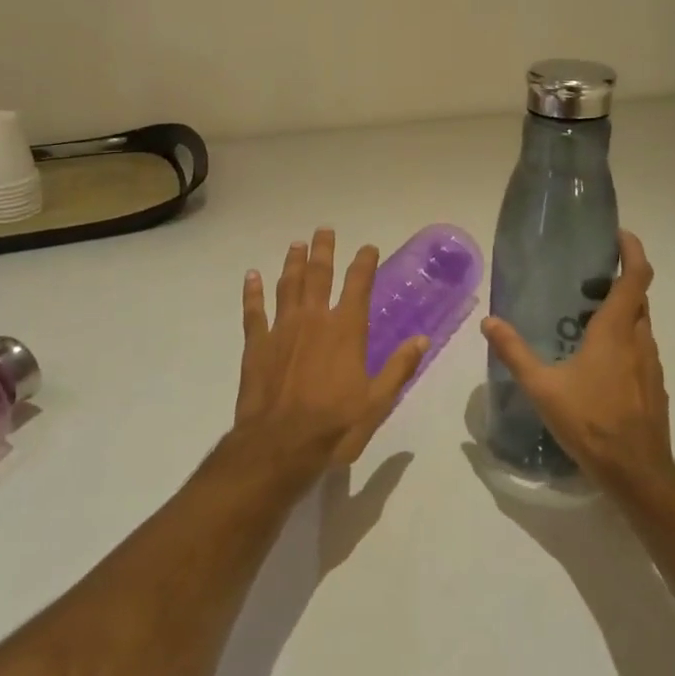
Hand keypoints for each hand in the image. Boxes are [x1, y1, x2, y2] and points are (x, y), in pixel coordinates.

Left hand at [234, 229, 428, 474]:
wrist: (280, 445)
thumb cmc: (334, 425)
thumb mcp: (377, 402)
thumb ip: (399, 368)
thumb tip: (422, 340)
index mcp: (346, 330)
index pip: (358, 285)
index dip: (364, 263)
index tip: (368, 247)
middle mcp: (314, 319)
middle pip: (319, 274)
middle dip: (324, 250)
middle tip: (324, 230)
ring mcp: (281, 328)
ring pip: (288, 285)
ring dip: (293, 262)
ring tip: (296, 244)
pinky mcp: (256, 344)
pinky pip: (254, 310)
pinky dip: (253, 292)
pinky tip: (252, 276)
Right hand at [480, 230, 674, 495]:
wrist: (637, 472)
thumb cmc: (590, 423)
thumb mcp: (542, 387)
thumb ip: (514, 352)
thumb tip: (489, 322)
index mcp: (616, 332)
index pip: (636, 277)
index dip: (632, 251)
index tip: (619, 235)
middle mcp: (640, 341)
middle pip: (639, 298)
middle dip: (619, 281)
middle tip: (587, 280)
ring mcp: (651, 366)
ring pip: (641, 326)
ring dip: (621, 313)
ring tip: (585, 321)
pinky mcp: (654, 387)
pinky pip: (641, 350)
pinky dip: (624, 341)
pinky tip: (597, 363)